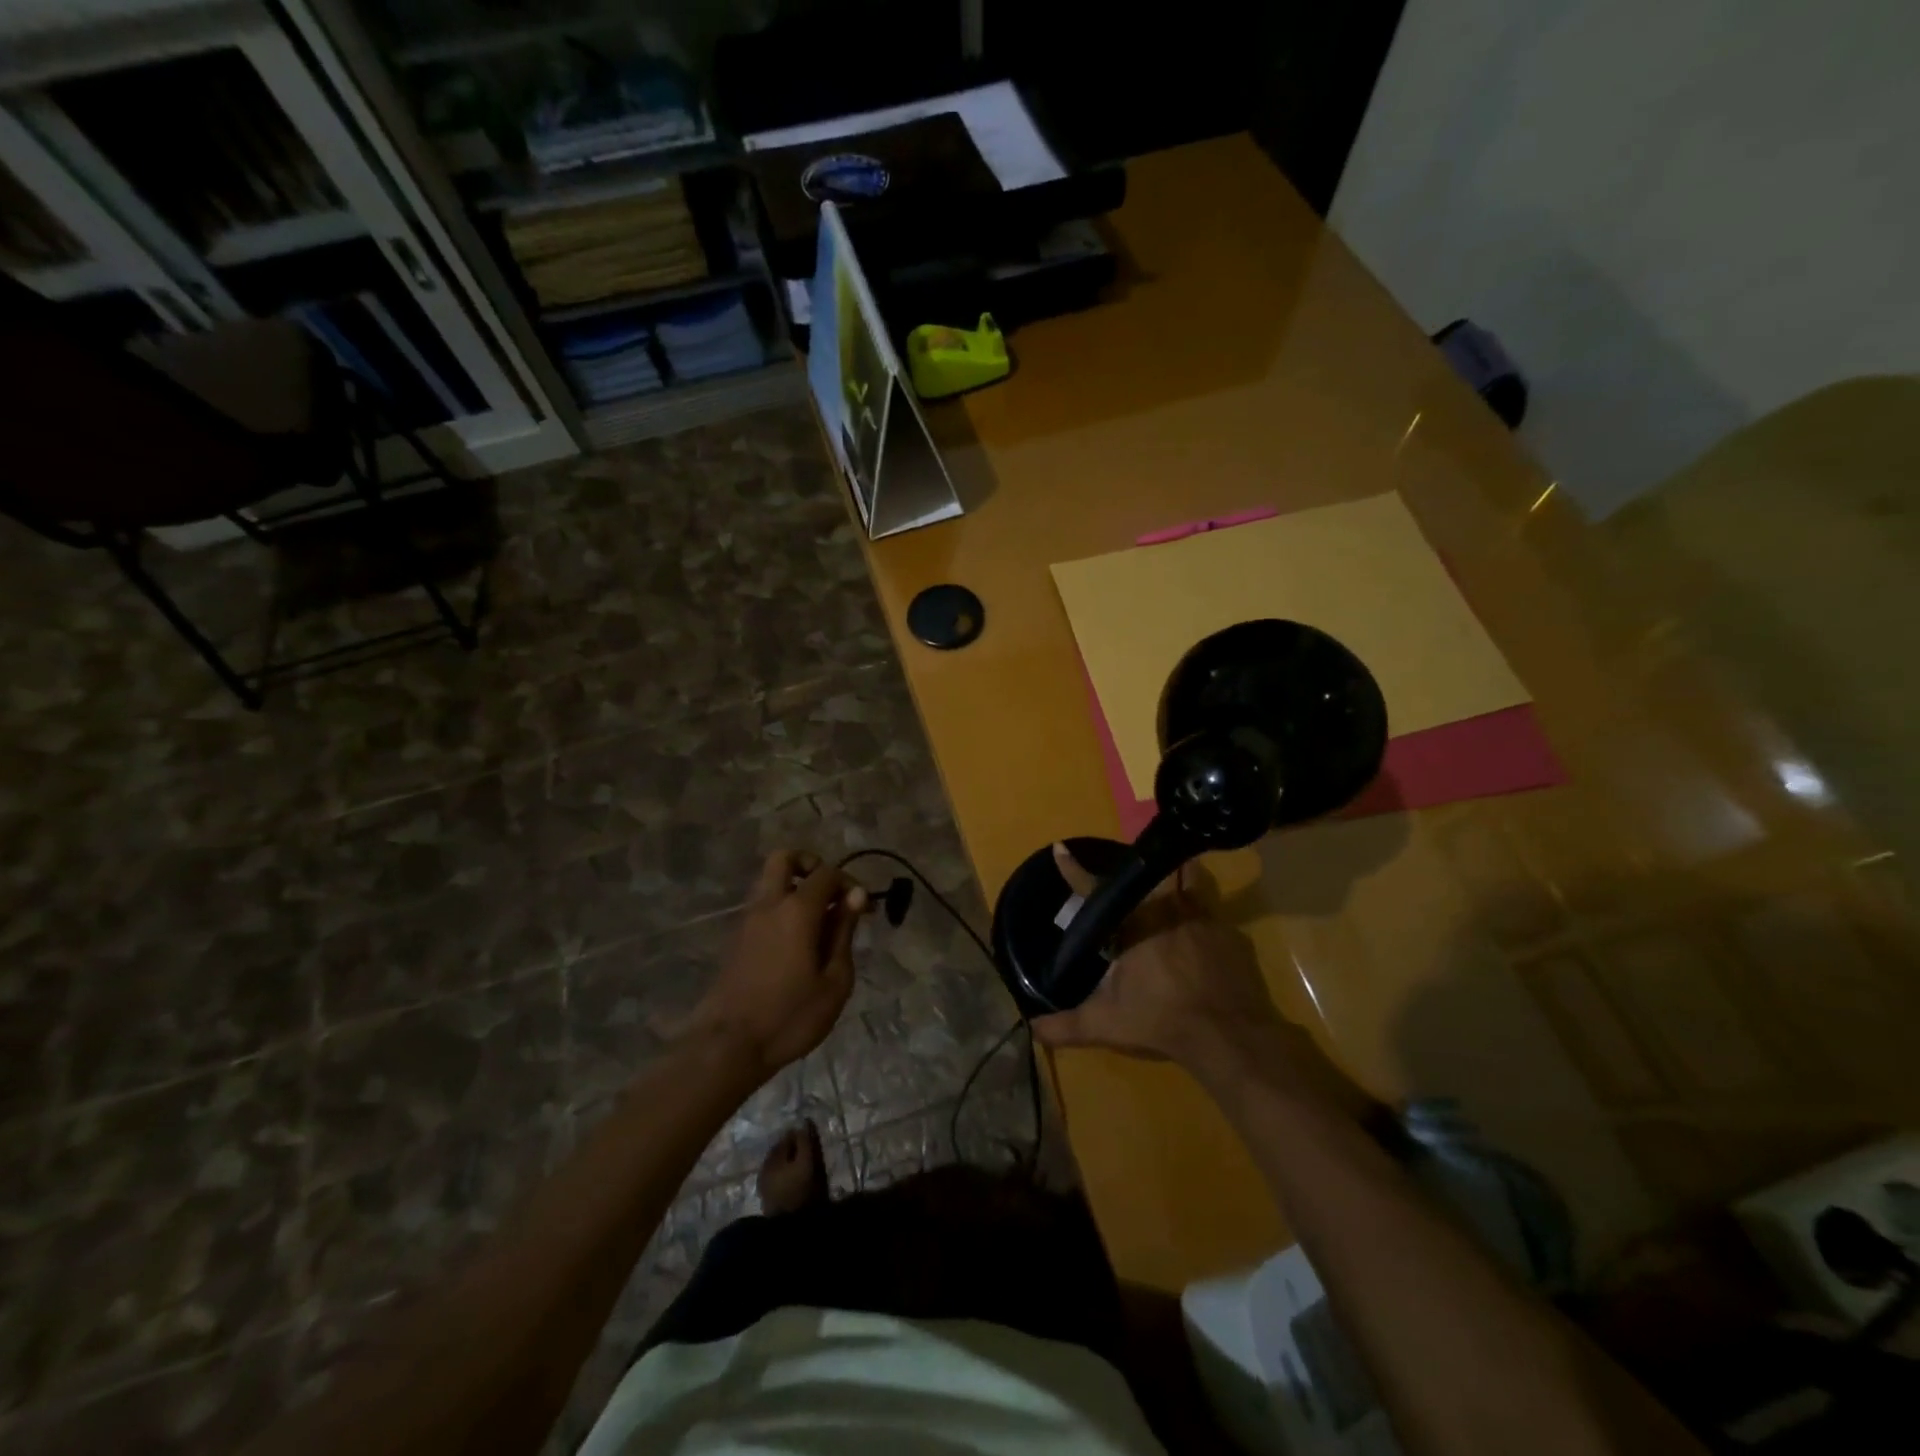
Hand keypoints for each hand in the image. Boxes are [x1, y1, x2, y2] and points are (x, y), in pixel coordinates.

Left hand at [686, 851, 867, 1080]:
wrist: (728, 1046)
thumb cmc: (790, 1016)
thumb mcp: (834, 981)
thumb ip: (844, 933)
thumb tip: (855, 896)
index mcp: (797, 910)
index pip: (826, 873)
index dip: (850, 883)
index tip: (864, 910)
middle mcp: (769, 905)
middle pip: (784, 858)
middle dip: (810, 865)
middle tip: (830, 894)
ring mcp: (748, 920)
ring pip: (769, 881)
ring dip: (794, 887)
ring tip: (817, 923)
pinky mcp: (737, 939)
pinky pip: (762, 906)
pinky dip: (781, 908)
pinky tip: (797, 943)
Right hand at [1035, 846, 1367, 1118]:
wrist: (1231, 1037)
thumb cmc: (1162, 1020)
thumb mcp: (1106, 1025)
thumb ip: (1066, 1026)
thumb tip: (1032, 1029)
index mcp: (1134, 922)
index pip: (1096, 890)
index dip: (1075, 871)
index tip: (1061, 849)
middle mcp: (1168, 908)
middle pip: (1150, 874)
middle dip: (1138, 873)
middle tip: (1131, 883)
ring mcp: (1205, 918)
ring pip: (1190, 883)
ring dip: (1178, 885)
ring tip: (1169, 902)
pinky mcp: (1234, 936)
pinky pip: (1214, 919)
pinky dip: (1202, 926)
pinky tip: (1200, 948)